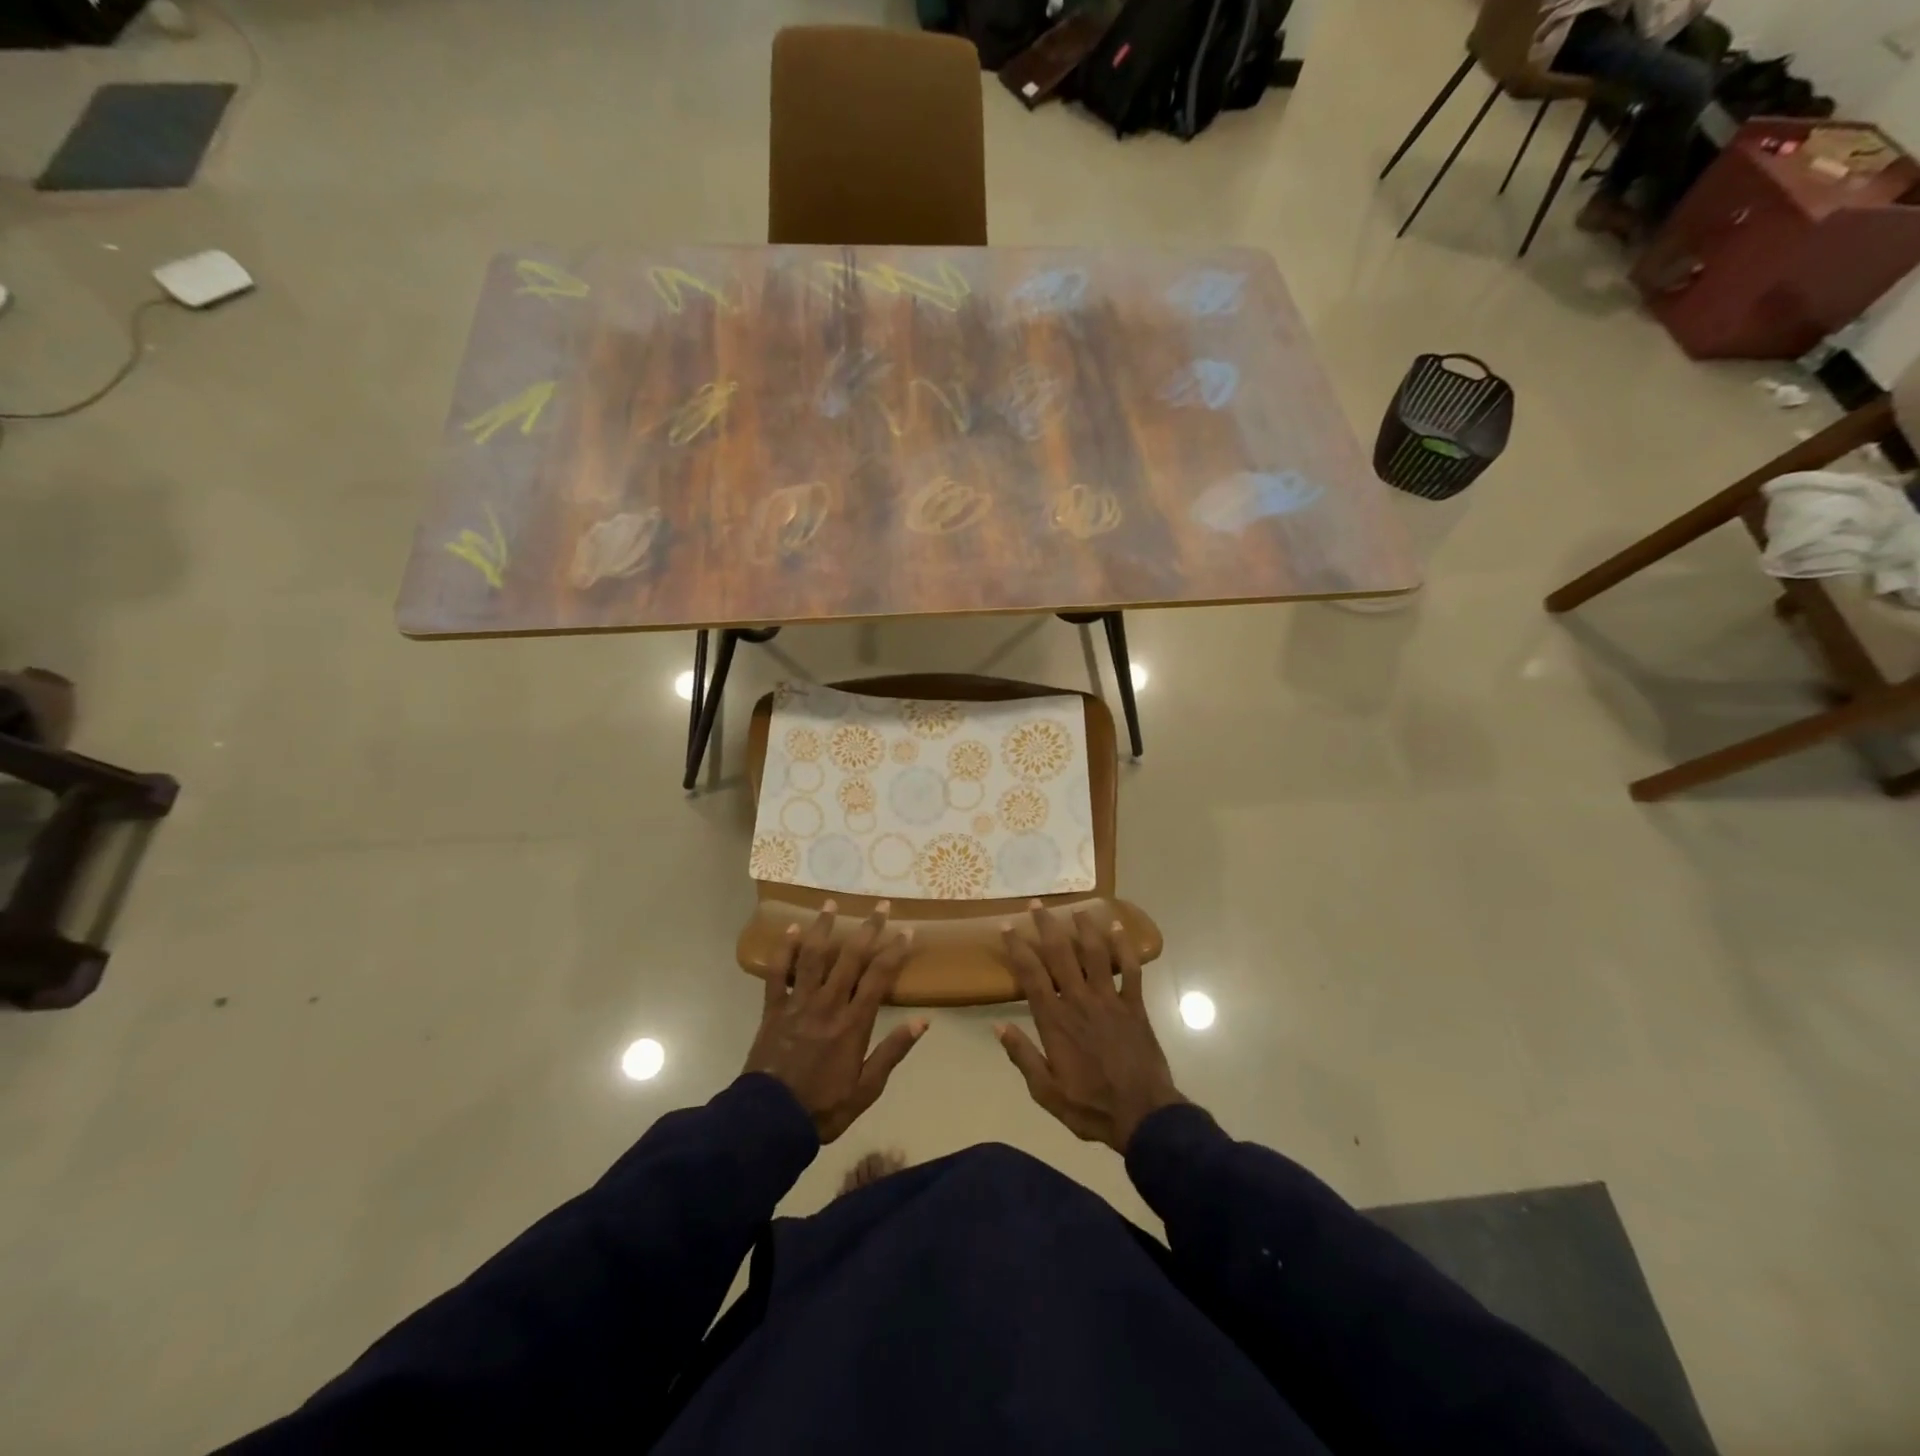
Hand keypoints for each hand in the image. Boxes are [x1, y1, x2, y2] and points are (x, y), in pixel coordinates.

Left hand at [745, 900, 926, 1142]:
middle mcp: (828, 1004)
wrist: (769, 1121)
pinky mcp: (773, 1009)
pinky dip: (784, 949)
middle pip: (850, 957)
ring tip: (831, 903)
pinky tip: (791, 929)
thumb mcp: (866, 1089)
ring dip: (823, 927)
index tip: (907, 931)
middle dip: (868, 928)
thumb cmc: (823, 1107)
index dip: (894, 951)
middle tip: (880, 905)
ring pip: (813, 956)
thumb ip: (893, 1052)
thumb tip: (922, 1021)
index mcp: (853, 1023)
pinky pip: (777, 973)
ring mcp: (798, 1003)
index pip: (879, 977)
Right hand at [995, 903, 1184, 1152]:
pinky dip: (1124, 946)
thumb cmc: (1090, 1107)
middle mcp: (1080, 1001)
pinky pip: (1131, 969)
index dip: (1018, 948)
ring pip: (1095, 953)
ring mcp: (1110, 1000)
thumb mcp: (1046, 1092)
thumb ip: (1022, 1056)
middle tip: (1036, 904)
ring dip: (1084, 927)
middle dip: (1046, 926)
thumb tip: (997, 1027)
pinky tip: (1118, 927)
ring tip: (1075, 908)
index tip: (1007, 927)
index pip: (1031, 975)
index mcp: (1055, 1021)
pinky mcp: (1134, 1005)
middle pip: (1060, 954)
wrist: (1143, 1116)